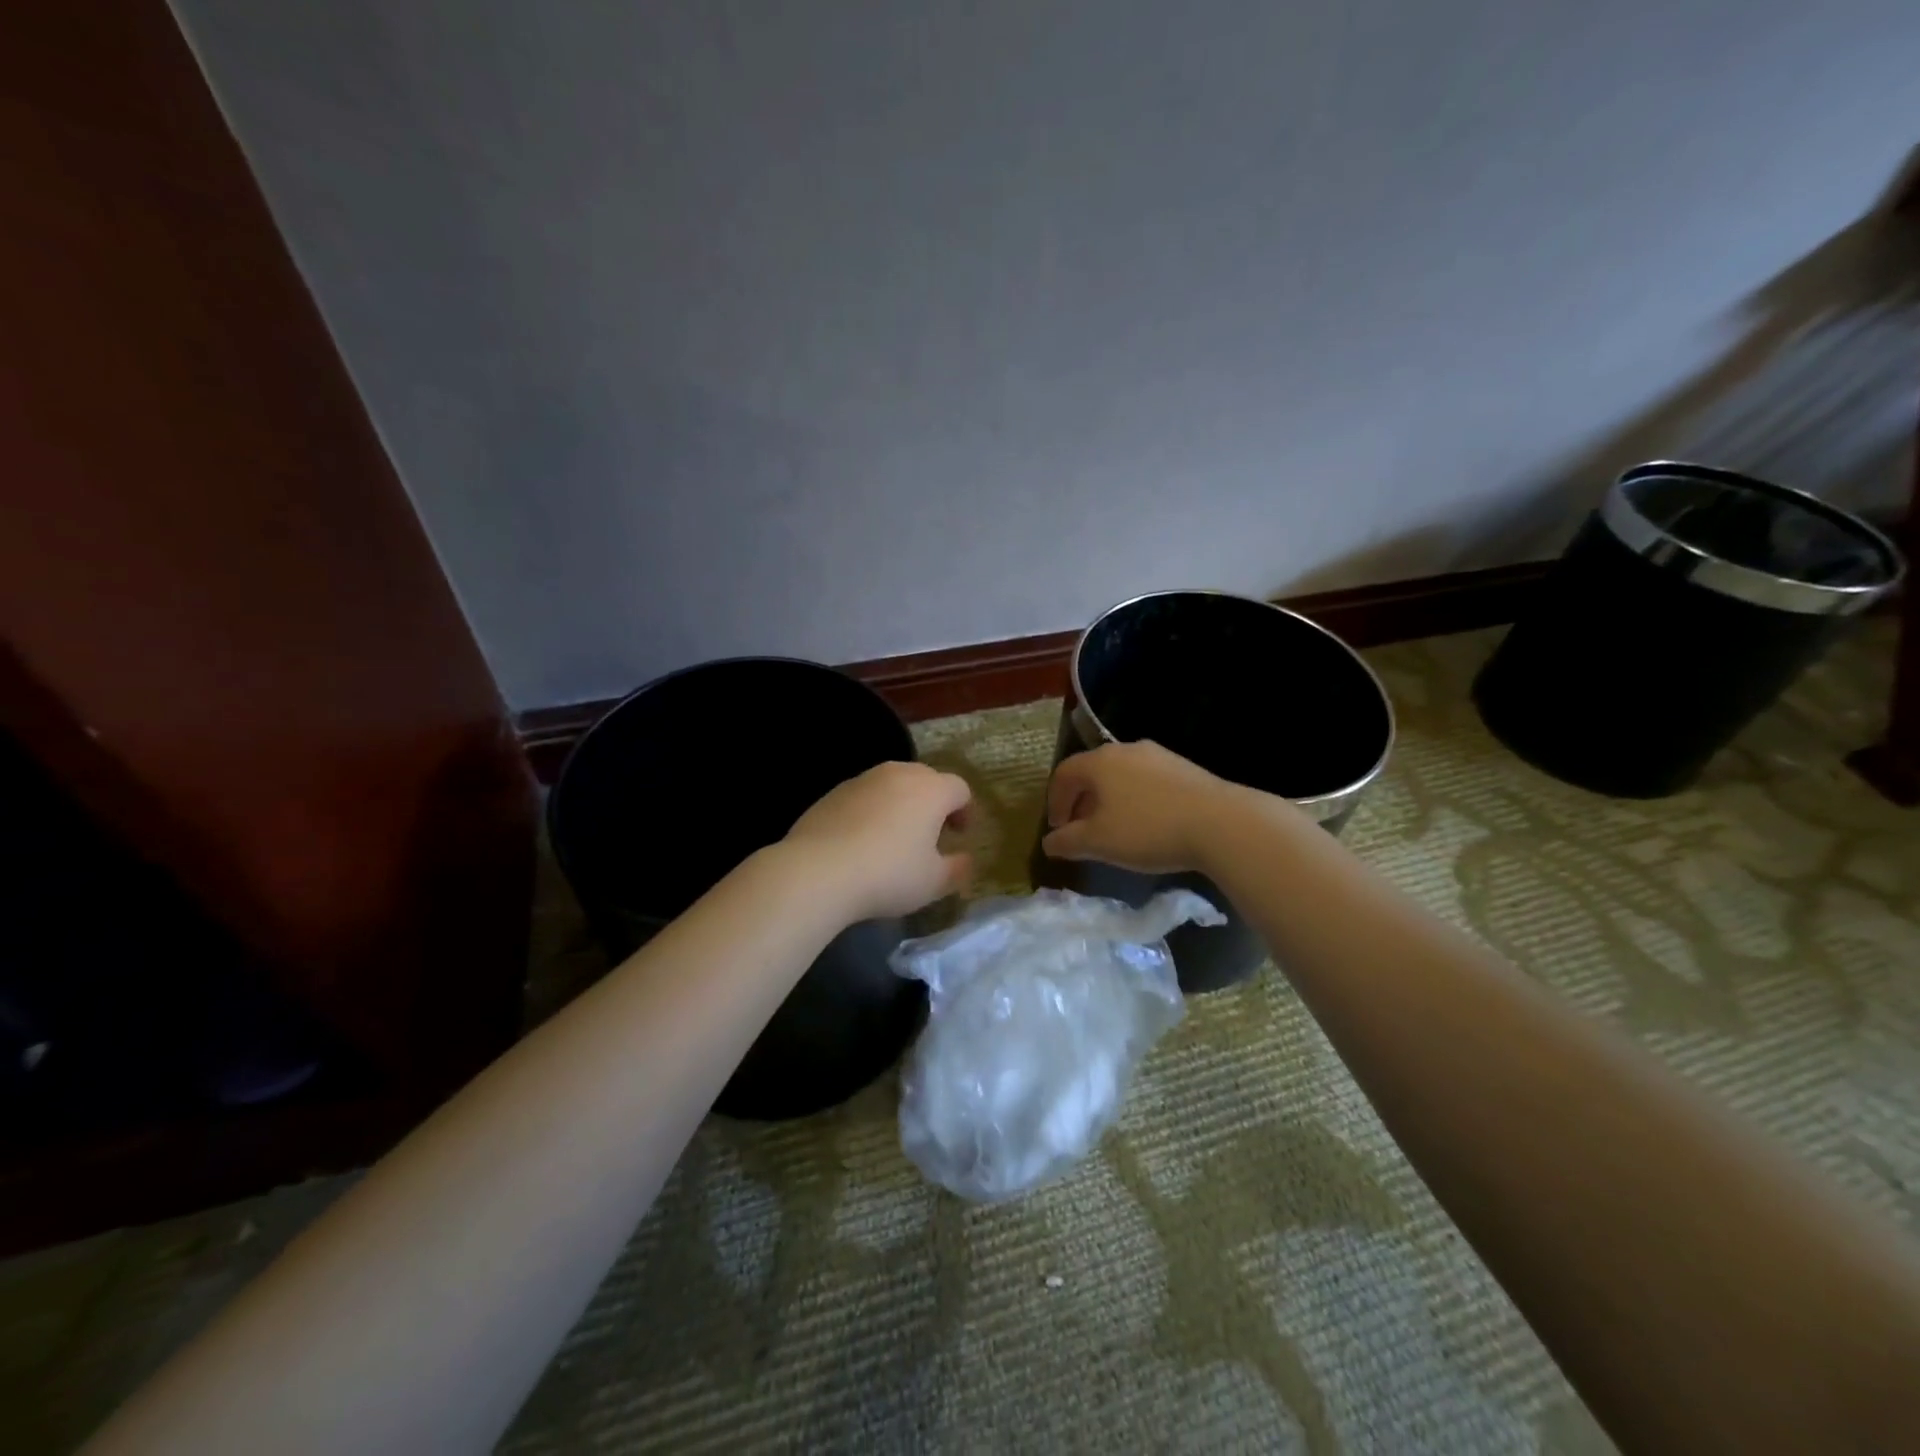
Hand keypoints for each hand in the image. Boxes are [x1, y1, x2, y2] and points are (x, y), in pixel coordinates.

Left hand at [785, 760, 973, 919]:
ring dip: (901, 804)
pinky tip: (862, 841)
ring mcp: (862, 780)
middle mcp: (898, 774)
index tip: (960, 835)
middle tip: (931, 834)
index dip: (965, 810)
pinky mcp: (833, 792)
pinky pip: (864, 796)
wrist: (818, 871)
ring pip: (892, 784)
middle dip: (934, 802)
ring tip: (895, 837)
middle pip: (926, 779)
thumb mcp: (933, 882)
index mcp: (930, 790)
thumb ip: (957, 868)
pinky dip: (871, 811)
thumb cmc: (888, 875)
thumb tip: (965, 860)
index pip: (959, 788)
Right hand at [1042, 740, 1257, 873]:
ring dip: (1110, 800)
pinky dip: (1136, 799)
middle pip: (1093, 771)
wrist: (1220, 823)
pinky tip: (1148, 824)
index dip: (1055, 801)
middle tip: (1082, 830)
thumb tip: (1049, 842)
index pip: (1063, 773)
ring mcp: (1159, 755)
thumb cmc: (1148, 829)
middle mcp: (1127, 749)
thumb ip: (1067, 842)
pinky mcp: (1184, 768)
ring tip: (1115, 829)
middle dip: (1082, 801)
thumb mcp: (1099, 842)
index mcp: (1100, 761)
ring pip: (1121, 775)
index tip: (1058, 829)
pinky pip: (1147, 781)